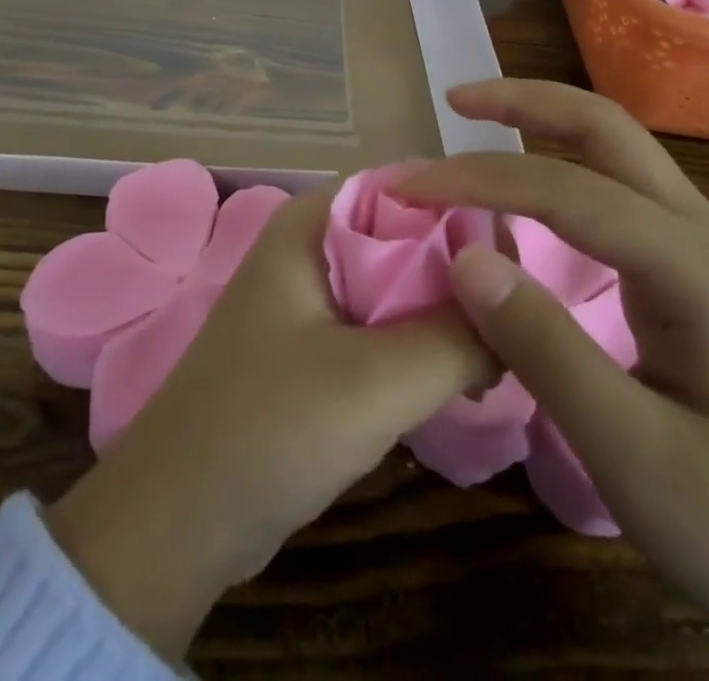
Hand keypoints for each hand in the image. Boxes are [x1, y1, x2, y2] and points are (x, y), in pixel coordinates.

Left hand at [47, 185, 492, 661]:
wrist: (178, 522)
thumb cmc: (268, 427)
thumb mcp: (375, 380)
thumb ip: (456, 338)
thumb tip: (522, 313)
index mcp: (311, 222)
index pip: (406, 186)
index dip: (466, 209)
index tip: (525, 252)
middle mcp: (311, 246)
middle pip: (406, 234)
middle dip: (464, 268)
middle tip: (531, 307)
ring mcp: (313, 299)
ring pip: (399, 285)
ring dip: (449, 312)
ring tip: (510, 343)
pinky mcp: (318, 349)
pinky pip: (384, 327)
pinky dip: (424, 344)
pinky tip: (469, 374)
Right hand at [395, 79, 708, 680]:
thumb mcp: (634, 456)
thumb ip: (545, 349)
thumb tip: (464, 257)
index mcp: (695, 269)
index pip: (569, 190)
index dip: (480, 178)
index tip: (408, 185)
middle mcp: (703, 234)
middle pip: (608, 129)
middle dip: (526, 102)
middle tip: (454, 100)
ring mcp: (703, 248)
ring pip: (616, 149)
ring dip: (543, 123)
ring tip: (476, 123)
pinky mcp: (691, 272)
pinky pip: (618, 189)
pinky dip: (560, 163)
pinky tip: (528, 184)